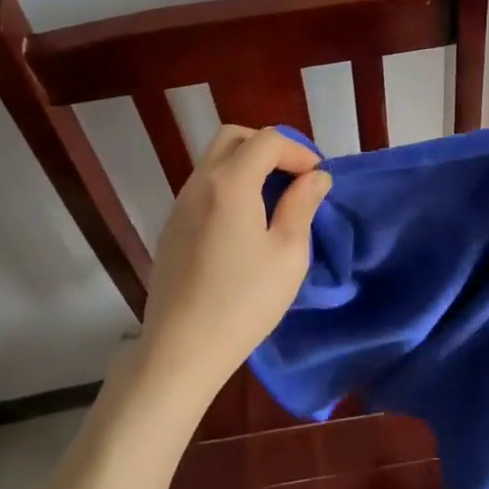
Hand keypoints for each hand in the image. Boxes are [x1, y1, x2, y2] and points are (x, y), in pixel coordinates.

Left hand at [141, 125, 329, 395]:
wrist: (180, 351)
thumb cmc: (243, 302)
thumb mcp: (288, 254)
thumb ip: (301, 205)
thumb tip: (315, 177)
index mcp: (230, 183)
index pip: (267, 140)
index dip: (298, 151)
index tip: (317, 179)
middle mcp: (199, 183)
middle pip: (234, 138)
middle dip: (268, 147)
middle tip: (293, 177)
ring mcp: (180, 205)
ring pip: (214, 160)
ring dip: (247, 165)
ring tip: (273, 199)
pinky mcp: (171, 228)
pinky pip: (203, 187)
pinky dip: (229, 185)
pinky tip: (244, 223)